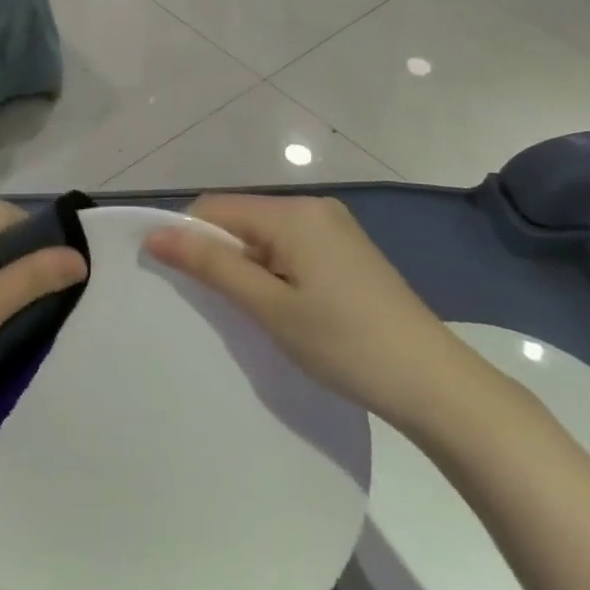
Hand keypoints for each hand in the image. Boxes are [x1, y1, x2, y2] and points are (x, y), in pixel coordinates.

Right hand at [145, 194, 480, 430]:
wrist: (434, 382)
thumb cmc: (344, 344)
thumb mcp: (269, 307)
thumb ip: (212, 266)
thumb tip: (155, 235)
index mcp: (293, 213)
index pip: (215, 208)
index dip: (186, 237)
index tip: (173, 279)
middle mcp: (313, 207)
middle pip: (240, 217)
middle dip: (217, 252)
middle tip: (212, 304)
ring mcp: (335, 226)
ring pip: (265, 233)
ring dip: (244, 263)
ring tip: (247, 310)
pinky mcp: (347, 249)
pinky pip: (291, 245)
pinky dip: (272, 267)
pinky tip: (280, 305)